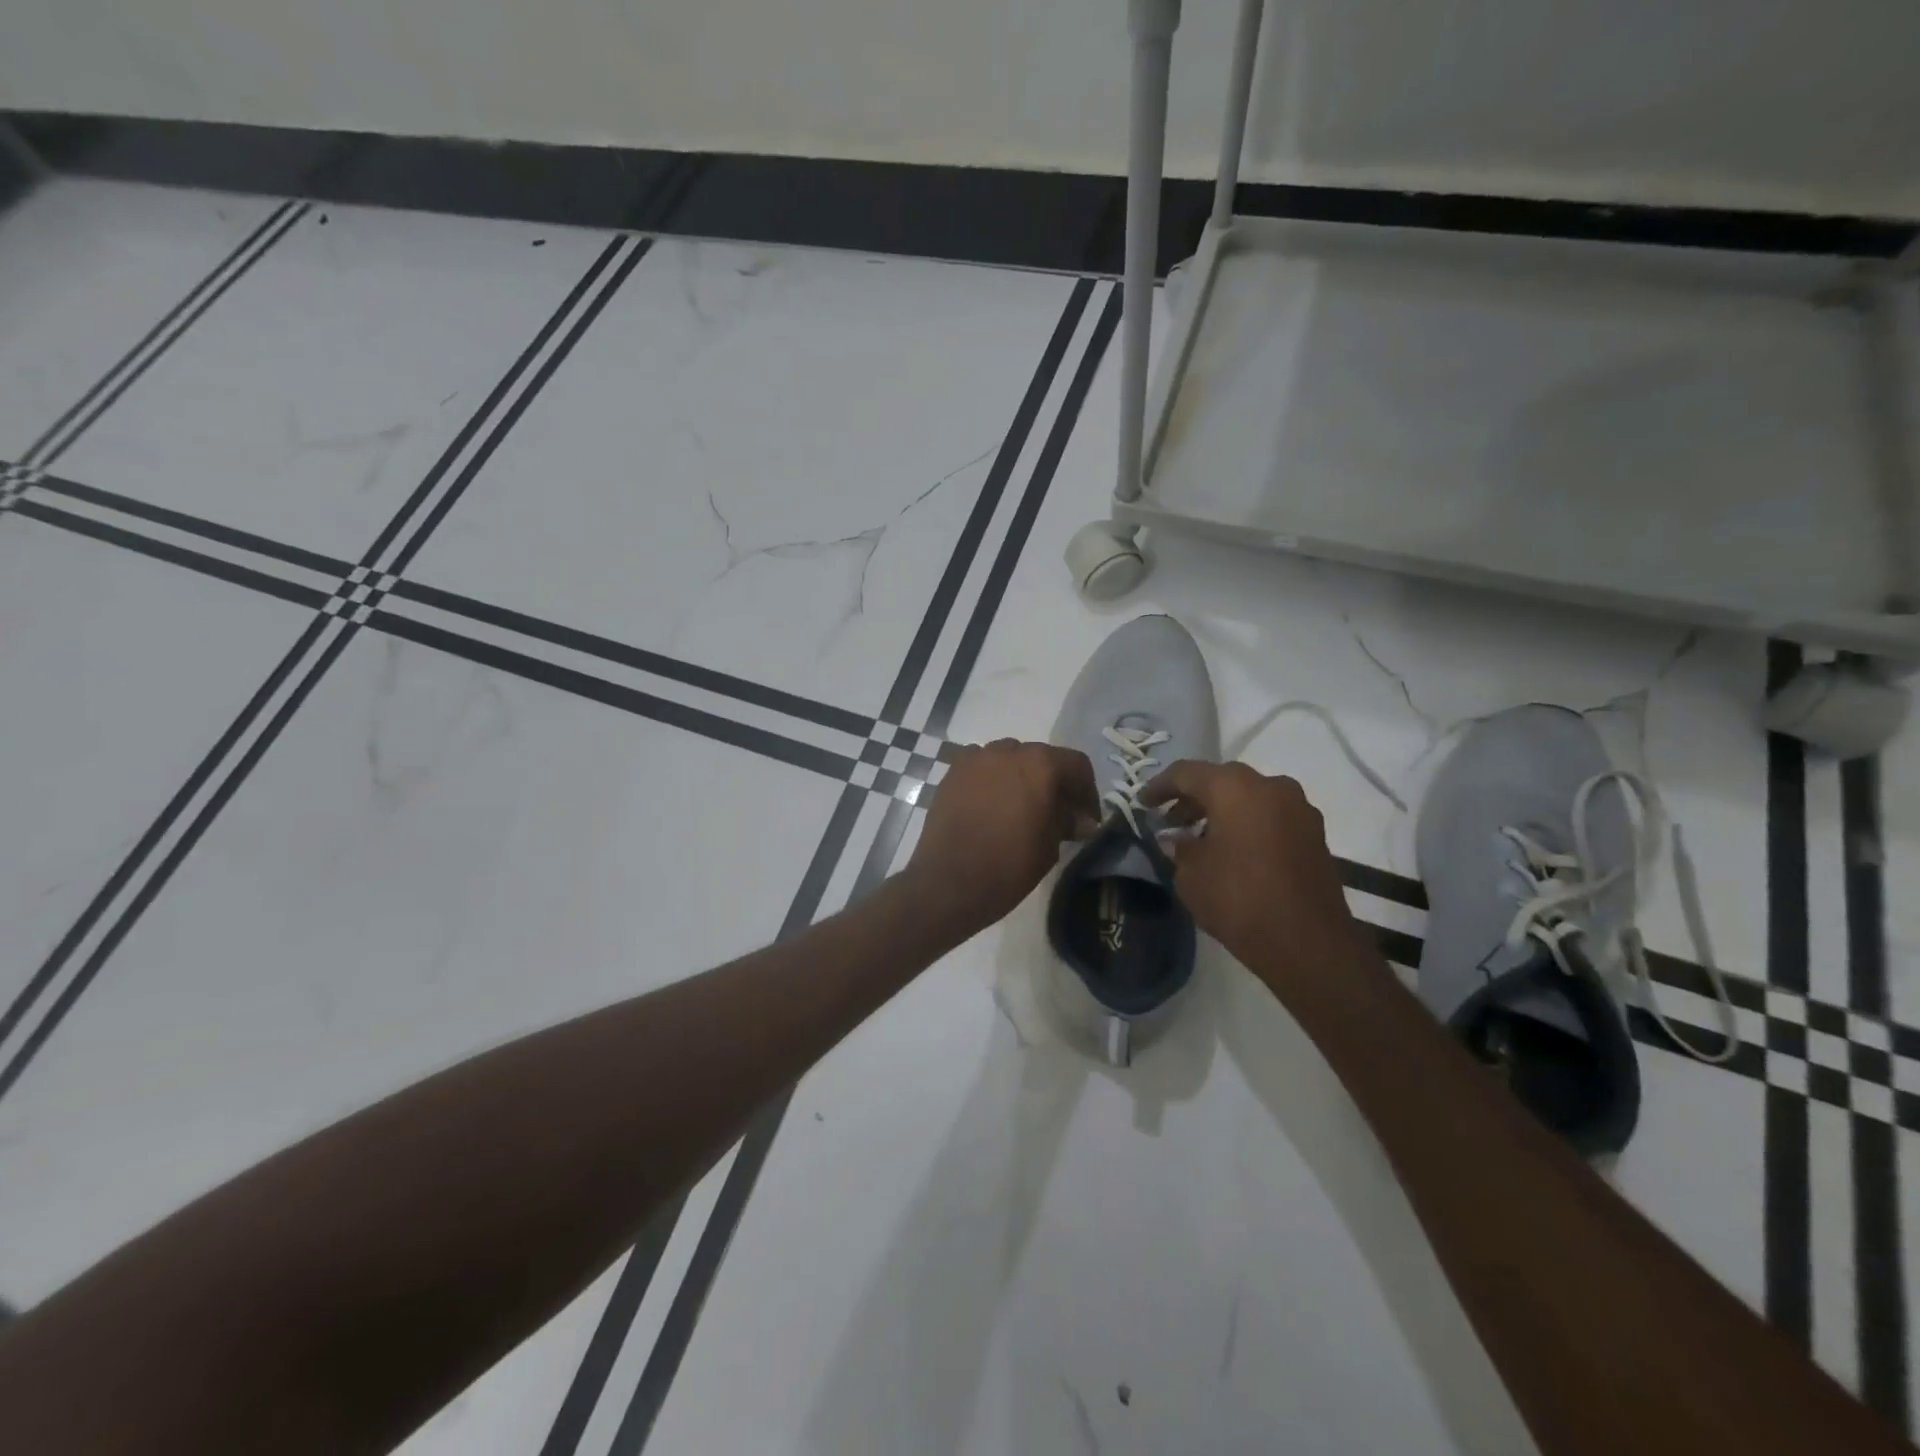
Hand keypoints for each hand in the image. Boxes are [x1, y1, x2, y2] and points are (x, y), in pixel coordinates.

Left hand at [903, 739, 1099, 935]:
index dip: (1087, 792)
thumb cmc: (1008, 866)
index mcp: (1040, 765)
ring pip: (1009, 759)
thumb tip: (1079, 820)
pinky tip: (992, 807)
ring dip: (1021, 778)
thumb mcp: (1049, 847)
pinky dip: (993, 781)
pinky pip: (982, 768)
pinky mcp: (952, 773)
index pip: (1076, 765)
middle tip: (1057, 813)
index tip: (1086, 818)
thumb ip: (1066, 822)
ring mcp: (975, 758)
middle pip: (1041, 758)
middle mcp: (1007, 750)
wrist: (948, 882)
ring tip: (1022, 808)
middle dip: (1053, 783)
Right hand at [1144, 761, 1369, 984]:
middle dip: (1194, 797)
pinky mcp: (1315, 832)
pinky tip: (1234, 849)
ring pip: (1250, 796)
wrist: (1307, 941)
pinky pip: (1271, 815)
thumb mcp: (1190, 875)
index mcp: (1233, 787)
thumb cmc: (1238, 899)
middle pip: (1221, 780)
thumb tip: (1175, 838)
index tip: (1143, 803)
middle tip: (1172, 820)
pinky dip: (1249, 823)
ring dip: (1224, 810)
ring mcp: (1298, 807)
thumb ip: (1179, 847)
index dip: (1159, 786)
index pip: (1186, 773)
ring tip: (1201, 836)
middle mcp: (1269, 785)